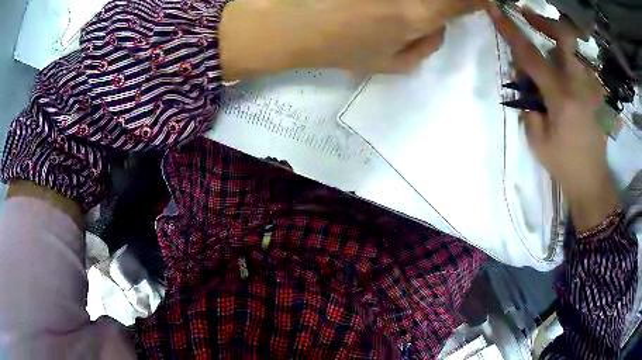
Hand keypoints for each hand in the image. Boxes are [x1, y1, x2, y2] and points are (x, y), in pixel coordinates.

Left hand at [220, 0, 484, 79]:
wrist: (287, 23)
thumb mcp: (391, 63)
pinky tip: (387, 9)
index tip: (484, 0)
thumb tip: (440, 25)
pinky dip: (403, 2)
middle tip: (444, 11)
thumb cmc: (338, 47)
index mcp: (420, 13)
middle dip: (452, 3)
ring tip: (400, 15)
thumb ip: (426, 45)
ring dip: (424, 4)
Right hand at [488, 6, 618, 230]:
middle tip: (527, 16)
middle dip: (543, 21)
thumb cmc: (563, 164)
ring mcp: (589, 87)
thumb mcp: (537, 139)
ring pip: (571, 50)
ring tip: (546, 56)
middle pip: (564, 37)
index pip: (531, 55)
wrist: (592, 180)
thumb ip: (527, 103)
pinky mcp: (594, 93)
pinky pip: (578, 66)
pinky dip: (566, 62)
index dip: (511, 30)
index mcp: (561, 97)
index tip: (495, 10)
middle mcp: (578, 85)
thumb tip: (522, 77)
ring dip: (554, 44)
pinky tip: (561, 76)